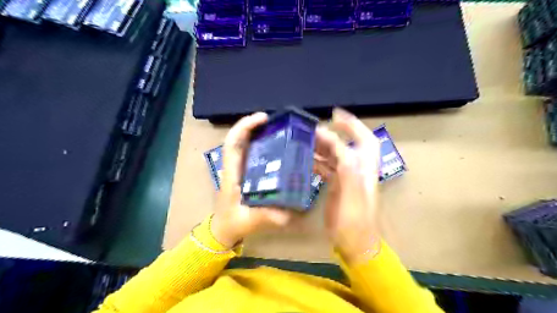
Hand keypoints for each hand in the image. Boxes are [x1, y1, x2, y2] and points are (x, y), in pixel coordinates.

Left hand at [211, 112, 292, 248]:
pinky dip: (263, 146)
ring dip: (259, 134)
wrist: (222, 229)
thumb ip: (266, 217)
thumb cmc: (232, 223)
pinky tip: (278, 148)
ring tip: (280, 130)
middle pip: (240, 138)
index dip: (244, 126)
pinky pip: (253, 154)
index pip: (233, 143)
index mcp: (232, 174)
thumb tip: (288, 211)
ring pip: (246, 144)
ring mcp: (240, 169)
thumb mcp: (249, 221)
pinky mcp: (245, 173)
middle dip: (254, 125)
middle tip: (276, 121)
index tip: (263, 118)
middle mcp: (235, 167)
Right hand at [313, 109, 382, 262]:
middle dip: (331, 136)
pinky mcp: (337, 186)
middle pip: (346, 146)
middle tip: (311, 131)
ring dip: (321, 148)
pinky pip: (327, 168)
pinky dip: (317, 162)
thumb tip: (342, 149)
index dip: (352, 125)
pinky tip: (305, 160)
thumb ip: (350, 174)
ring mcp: (346, 178)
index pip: (364, 140)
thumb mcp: (353, 200)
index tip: (335, 114)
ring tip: (305, 142)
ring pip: (335, 156)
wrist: (354, 244)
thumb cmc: (355, 224)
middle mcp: (357, 170)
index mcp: (365, 170)